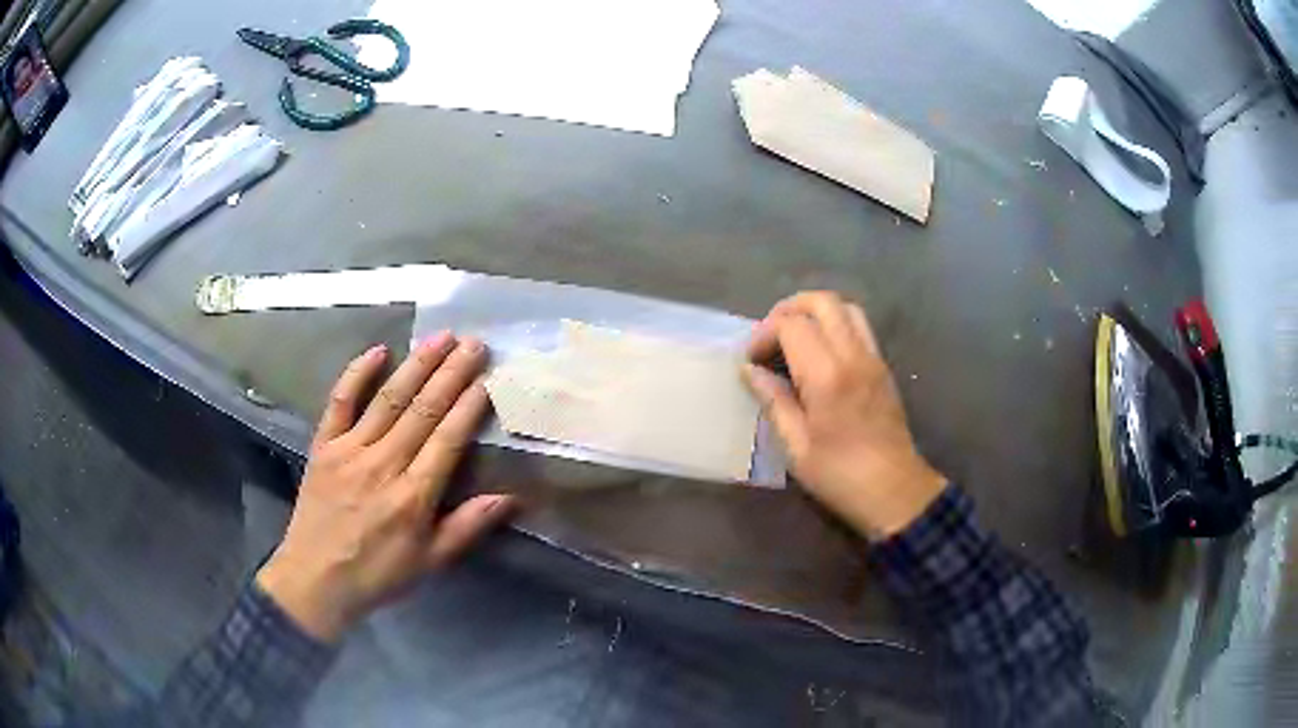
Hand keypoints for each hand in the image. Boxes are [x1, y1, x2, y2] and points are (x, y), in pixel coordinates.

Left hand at [257, 334, 515, 642]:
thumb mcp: (430, 561)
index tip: (490, 377)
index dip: (471, 406)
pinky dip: (356, 374)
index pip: (448, 439)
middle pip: (423, 410)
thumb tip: (511, 498)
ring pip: (388, 399)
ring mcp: (350, 450)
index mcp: (413, 496)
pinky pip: (340, 402)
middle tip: (475, 343)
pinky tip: (378, 350)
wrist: (316, 579)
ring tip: (441, 337)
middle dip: (452, 373)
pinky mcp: (323, 446)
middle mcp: (383, 464)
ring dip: (416, 365)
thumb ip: (468, 526)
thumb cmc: (378, 574)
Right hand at [744, 292, 945, 539]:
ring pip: (845, 307)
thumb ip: (773, 401)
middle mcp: (853, 356)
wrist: (895, 491)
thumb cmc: (840, 476)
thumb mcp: (796, 447)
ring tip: (794, 339)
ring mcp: (873, 358)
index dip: (764, 333)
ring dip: (815, 312)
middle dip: (789, 309)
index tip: (752, 360)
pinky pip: (859, 326)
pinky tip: (820, 354)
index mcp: (827, 376)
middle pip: (822, 301)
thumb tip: (750, 372)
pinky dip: (835, 325)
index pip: (792, 325)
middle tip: (770, 337)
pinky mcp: (883, 366)